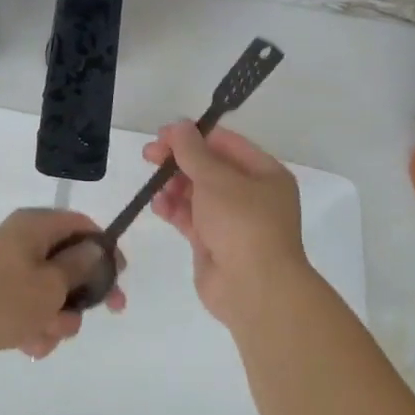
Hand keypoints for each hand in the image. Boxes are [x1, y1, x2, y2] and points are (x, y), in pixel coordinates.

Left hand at [0, 208, 126, 367]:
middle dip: (84, 292)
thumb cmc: (4, 300)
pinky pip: (30, 307)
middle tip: (108, 312)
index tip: (120, 274)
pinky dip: (35, 326)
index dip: (104, 248)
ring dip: (58, 316)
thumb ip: (80, 266)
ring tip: (46, 335)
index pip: (80, 225)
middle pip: (69, 261)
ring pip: (51, 291)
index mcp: (35, 226)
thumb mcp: (52, 284)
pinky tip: (30, 345)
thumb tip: (95, 248)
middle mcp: (23, 241)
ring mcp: (9, 269)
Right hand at [143, 122, 308, 327]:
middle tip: (149, 155)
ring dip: (174, 186)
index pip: (226, 144)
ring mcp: (233, 221)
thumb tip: (178, 126)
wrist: (254, 289)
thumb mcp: (216, 179)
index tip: (163, 135)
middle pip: (210, 168)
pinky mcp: (214, 244)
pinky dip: (174, 210)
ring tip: (154, 184)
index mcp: (265, 174)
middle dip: (180, 161)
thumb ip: (192, 151)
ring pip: (198, 194)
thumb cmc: (242, 223)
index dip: (194, 136)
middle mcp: (252, 195)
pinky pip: (191, 219)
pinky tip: (158, 205)